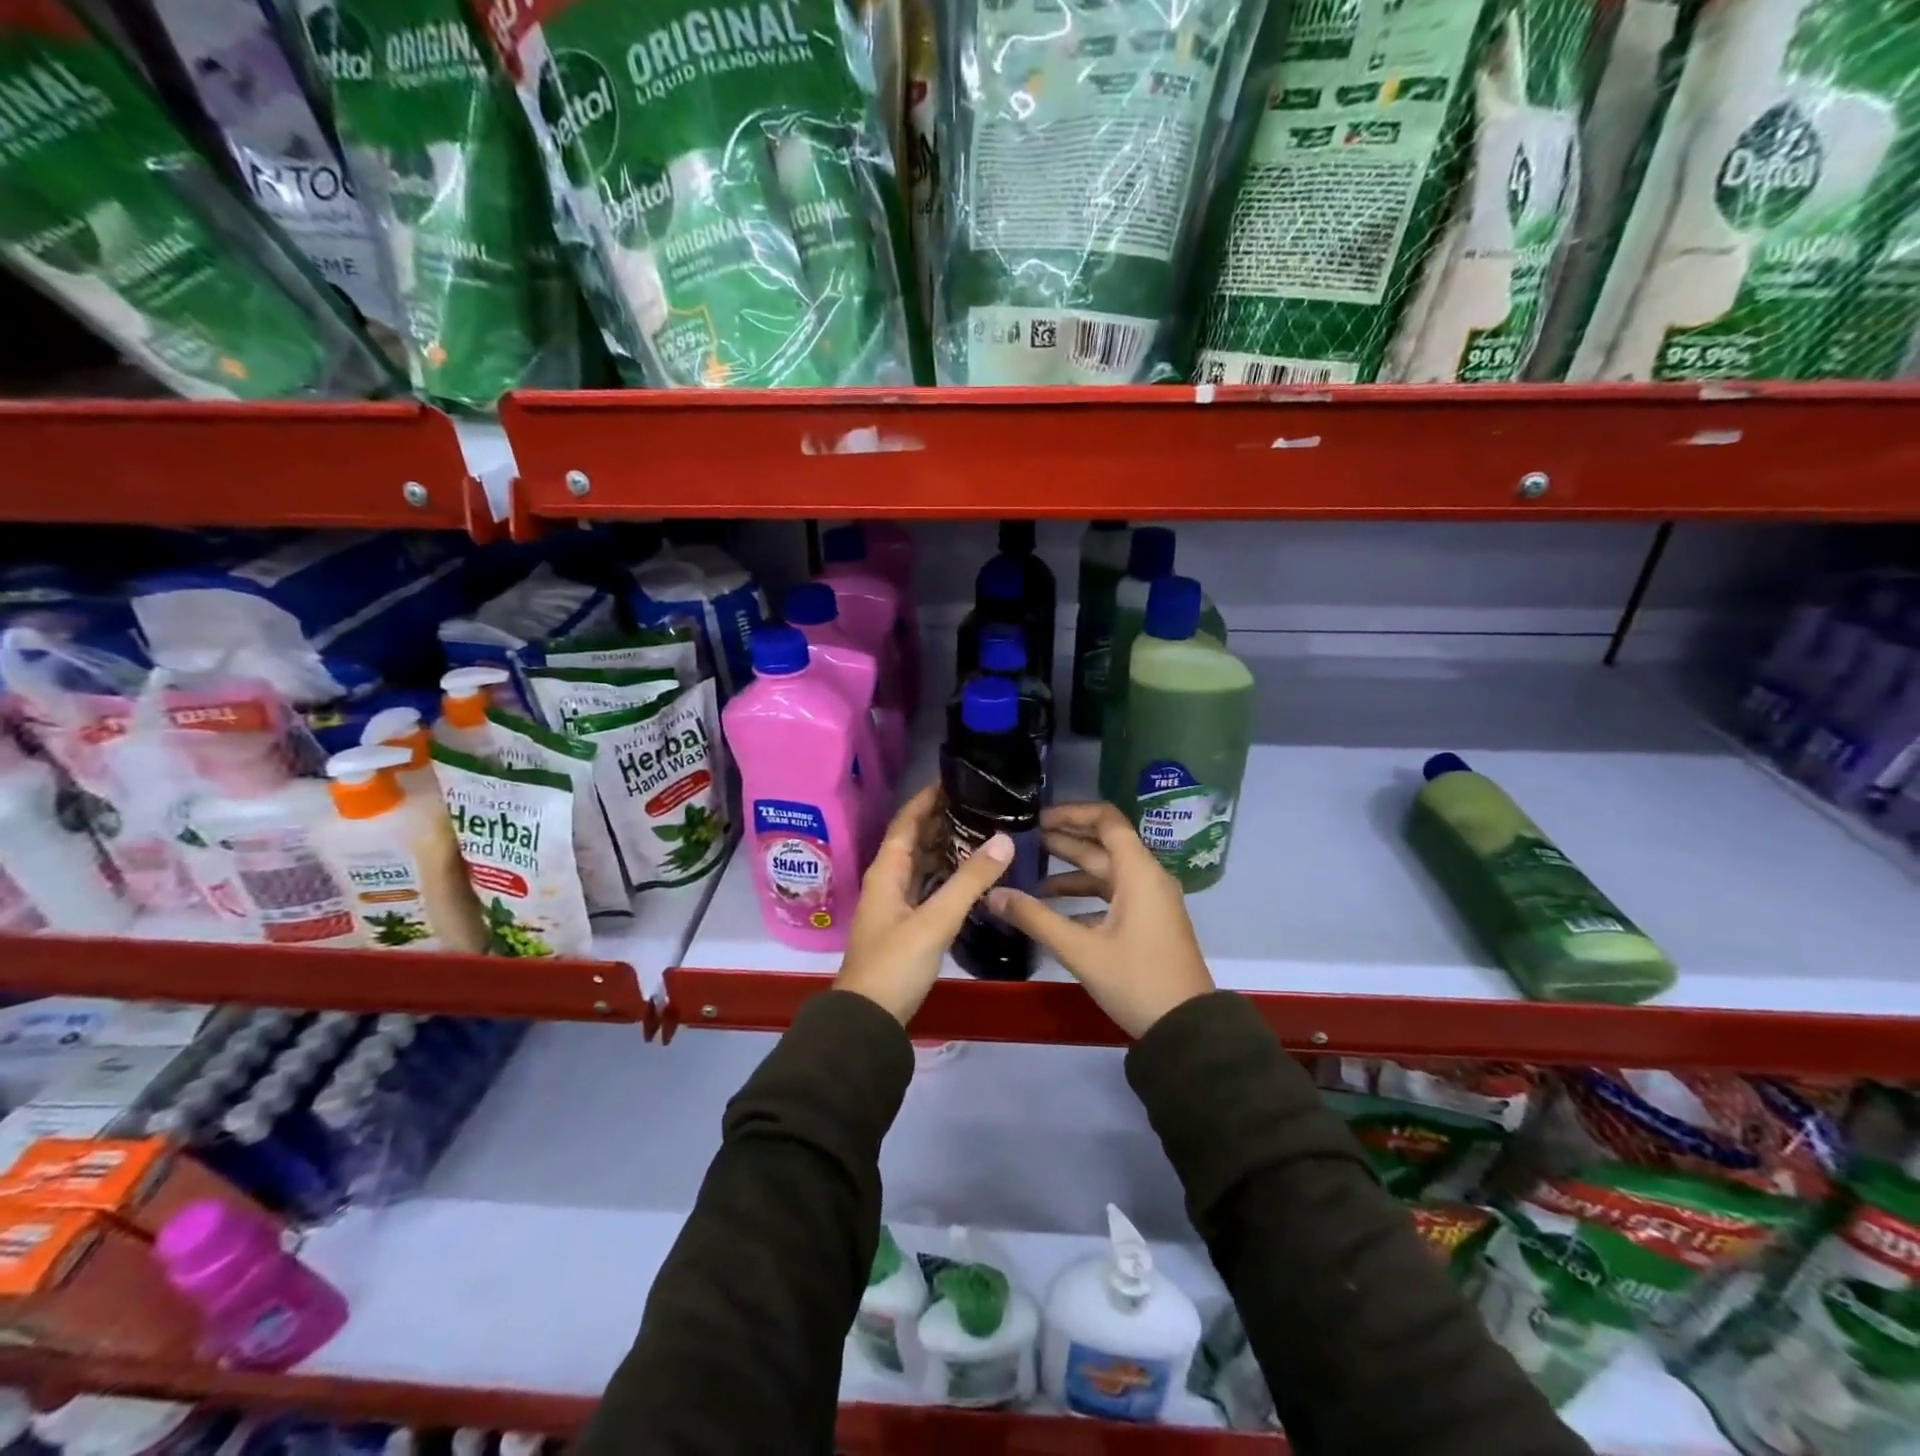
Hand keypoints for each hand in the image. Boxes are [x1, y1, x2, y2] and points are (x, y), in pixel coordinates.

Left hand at [834, 783, 1014, 1024]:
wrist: (868, 1019)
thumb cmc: (895, 963)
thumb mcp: (935, 920)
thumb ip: (969, 881)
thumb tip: (1003, 839)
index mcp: (886, 871)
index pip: (907, 821)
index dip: (928, 797)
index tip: (956, 778)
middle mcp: (888, 880)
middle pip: (914, 839)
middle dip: (941, 818)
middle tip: (980, 803)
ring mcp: (895, 904)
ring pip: (921, 863)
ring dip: (945, 846)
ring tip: (981, 830)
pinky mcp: (906, 924)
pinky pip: (927, 886)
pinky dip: (946, 874)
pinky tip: (970, 873)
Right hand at [987, 801, 1214, 1037]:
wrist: (1186, 1029)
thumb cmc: (1136, 980)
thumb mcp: (1081, 950)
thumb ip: (1035, 918)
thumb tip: (993, 894)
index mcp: (1138, 872)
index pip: (1106, 820)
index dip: (1072, 813)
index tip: (1038, 818)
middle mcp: (1146, 878)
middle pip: (1102, 845)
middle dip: (1064, 841)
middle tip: (1023, 841)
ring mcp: (1150, 902)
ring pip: (1105, 874)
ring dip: (1070, 872)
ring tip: (1030, 875)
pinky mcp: (1148, 923)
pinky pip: (1112, 897)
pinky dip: (1083, 898)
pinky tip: (1053, 910)